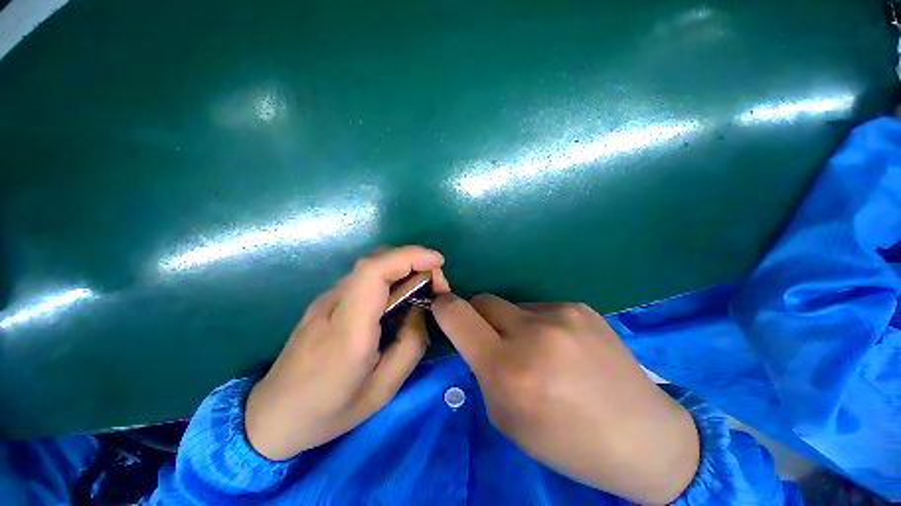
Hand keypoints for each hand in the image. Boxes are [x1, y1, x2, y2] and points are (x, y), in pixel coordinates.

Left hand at [244, 246, 448, 460]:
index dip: (410, 257)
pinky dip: (391, 276)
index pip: (375, 272)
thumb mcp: (382, 390)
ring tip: (424, 289)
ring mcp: (326, 299)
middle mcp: (334, 303)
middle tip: (437, 284)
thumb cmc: (328, 411)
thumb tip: (420, 309)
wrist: (271, 415)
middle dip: (414, 262)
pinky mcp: (326, 300)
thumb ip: (410, 344)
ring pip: (371, 266)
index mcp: (348, 329)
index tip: (438, 262)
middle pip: (376, 261)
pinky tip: (401, 296)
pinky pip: (365, 278)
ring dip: (404, 267)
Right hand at [432, 294, 698, 504]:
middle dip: (477, 315)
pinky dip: (540, 324)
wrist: (643, 437)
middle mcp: (533, 334)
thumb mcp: (507, 417)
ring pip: (513, 306)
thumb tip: (474, 336)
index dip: (443, 307)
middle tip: (492, 338)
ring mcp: (561, 315)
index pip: (457, 316)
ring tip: (539, 350)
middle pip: (483, 300)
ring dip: (513, 323)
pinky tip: (563, 347)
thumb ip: (483, 369)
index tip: (441, 307)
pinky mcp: (580, 307)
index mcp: (509, 370)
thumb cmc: (568, 442)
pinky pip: (541, 309)